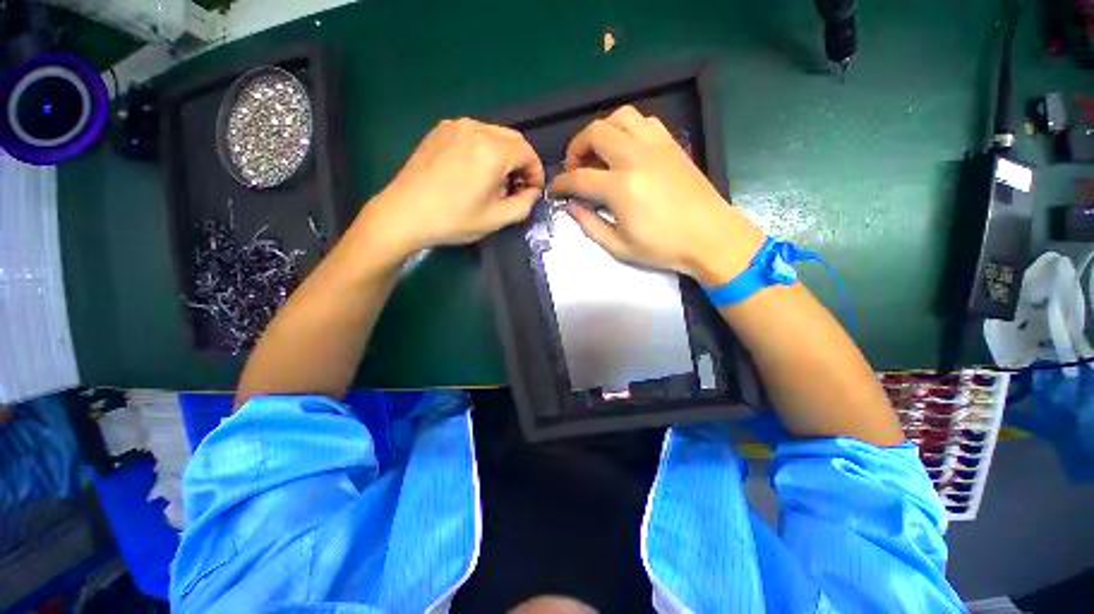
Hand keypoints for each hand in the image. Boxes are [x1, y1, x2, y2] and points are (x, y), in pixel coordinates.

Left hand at [358, 118, 543, 262]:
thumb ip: (524, 204)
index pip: (528, 153)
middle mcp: (476, 128)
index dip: (536, 173)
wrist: (404, 213)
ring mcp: (455, 126)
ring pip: (494, 134)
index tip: (532, 192)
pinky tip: (475, 171)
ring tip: (495, 181)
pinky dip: (484, 149)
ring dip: (504, 155)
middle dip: (521, 163)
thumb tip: (532, 192)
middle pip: (513, 139)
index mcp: (492, 150)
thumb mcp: (497, 219)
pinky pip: (474, 134)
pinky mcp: (440, 130)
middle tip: (516, 187)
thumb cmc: (454, 219)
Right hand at [548, 106, 765, 285]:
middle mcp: (635, 157)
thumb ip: (590, 225)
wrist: (711, 237)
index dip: (561, 183)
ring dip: (601, 132)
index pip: (578, 177)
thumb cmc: (663, 248)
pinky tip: (626, 149)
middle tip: (576, 169)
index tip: (555, 190)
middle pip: (595, 133)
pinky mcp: (671, 144)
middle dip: (576, 148)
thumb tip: (572, 206)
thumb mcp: (619, 247)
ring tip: (599, 154)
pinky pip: (644, 121)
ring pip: (620, 117)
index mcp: (620, 187)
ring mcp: (656, 146)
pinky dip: (627, 129)